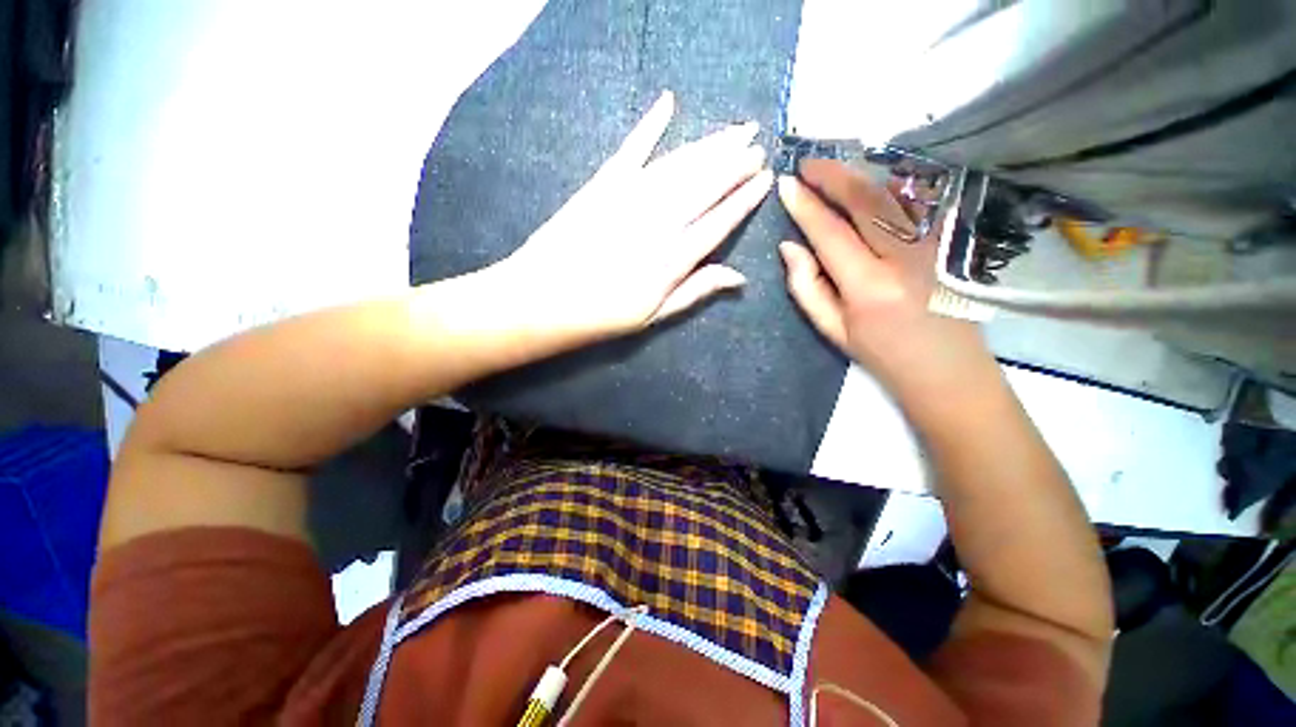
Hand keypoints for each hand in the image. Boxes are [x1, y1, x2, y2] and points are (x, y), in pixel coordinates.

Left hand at [493, 90, 772, 341]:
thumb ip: (695, 292)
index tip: (764, 179)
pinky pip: (631, 148)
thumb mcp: (653, 316)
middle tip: (757, 144)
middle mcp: (657, 223)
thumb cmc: (601, 316)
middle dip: (734, 162)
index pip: (718, 223)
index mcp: (671, 259)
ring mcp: (628, 199)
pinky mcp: (601, 185)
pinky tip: (667, 102)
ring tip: (735, 130)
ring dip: (709, 144)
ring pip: (679, 165)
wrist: (541, 300)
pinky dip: (649, 125)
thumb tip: (738, 277)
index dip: (743, 200)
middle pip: (704, 185)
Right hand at [776, 159, 992, 395]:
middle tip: (808, 164)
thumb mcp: (832, 329)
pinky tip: (872, 182)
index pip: (830, 233)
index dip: (806, 206)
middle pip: (867, 200)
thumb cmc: (881, 354)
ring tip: (833, 168)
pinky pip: (918, 201)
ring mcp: (935, 244)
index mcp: (869, 287)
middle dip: (834, 175)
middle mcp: (905, 258)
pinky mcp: (951, 241)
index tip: (786, 185)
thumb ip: (806, 287)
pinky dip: (891, 185)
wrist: (948, 370)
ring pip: (895, 193)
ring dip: (861, 175)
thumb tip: (789, 246)